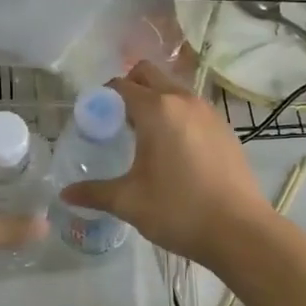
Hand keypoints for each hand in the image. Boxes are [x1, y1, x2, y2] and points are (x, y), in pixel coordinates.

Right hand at [57, 62, 271, 265]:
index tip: (93, 119)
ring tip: (143, 136)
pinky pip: (192, 108)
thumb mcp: (129, 202)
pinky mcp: (225, 128)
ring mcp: (209, 112)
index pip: (120, 86)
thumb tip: (65, 194)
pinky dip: (177, 115)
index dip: (102, 97)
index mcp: (157, 109)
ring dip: (155, 100)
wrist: (240, 230)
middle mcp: (183, 100)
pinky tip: (173, 150)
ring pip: (173, 89)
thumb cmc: (179, 211)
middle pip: (149, 74)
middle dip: (128, 88)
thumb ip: (95, 193)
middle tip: (116, 121)